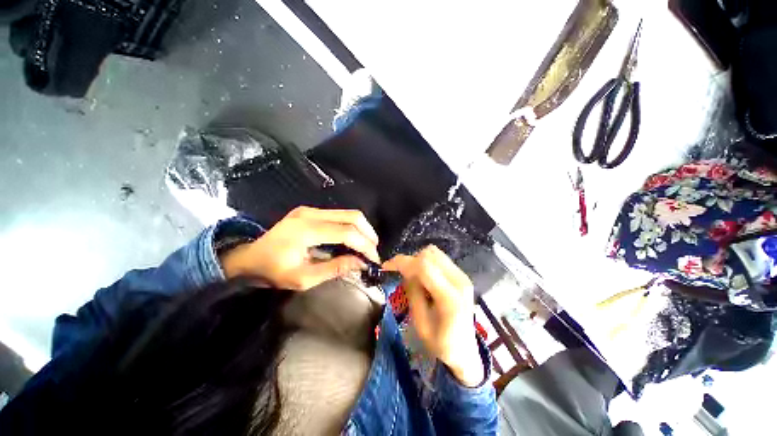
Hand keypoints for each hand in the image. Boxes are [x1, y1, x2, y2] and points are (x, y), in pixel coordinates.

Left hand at [221, 207, 379, 290]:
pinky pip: (339, 216)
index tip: (374, 259)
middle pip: (352, 216)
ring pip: (347, 213)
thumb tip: (361, 263)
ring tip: (366, 246)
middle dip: (368, 233)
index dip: (364, 245)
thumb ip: (335, 268)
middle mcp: (311, 214)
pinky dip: (351, 227)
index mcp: (307, 230)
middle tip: (373, 251)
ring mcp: (310, 210)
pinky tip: (352, 239)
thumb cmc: (273, 271)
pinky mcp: (310, 211)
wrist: (248, 257)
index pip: (347, 232)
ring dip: (362, 229)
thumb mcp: (303, 278)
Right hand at [383, 246, 483, 386]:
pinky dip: (427, 263)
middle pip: (429, 255)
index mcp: (450, 297)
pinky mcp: (461, 275)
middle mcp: (459, 281)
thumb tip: (405, 271)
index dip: (403, 262)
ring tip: (413, 277)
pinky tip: (424, 278)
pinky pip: (440, 259)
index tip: (387, 266)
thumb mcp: (420, 323)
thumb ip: (413, 292)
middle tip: (401, 275)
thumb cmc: (441, 344)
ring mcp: (463, 276)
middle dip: (410, 261)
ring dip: (419, 260)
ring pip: (434, 253)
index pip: (424, 267)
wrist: (465, 351)